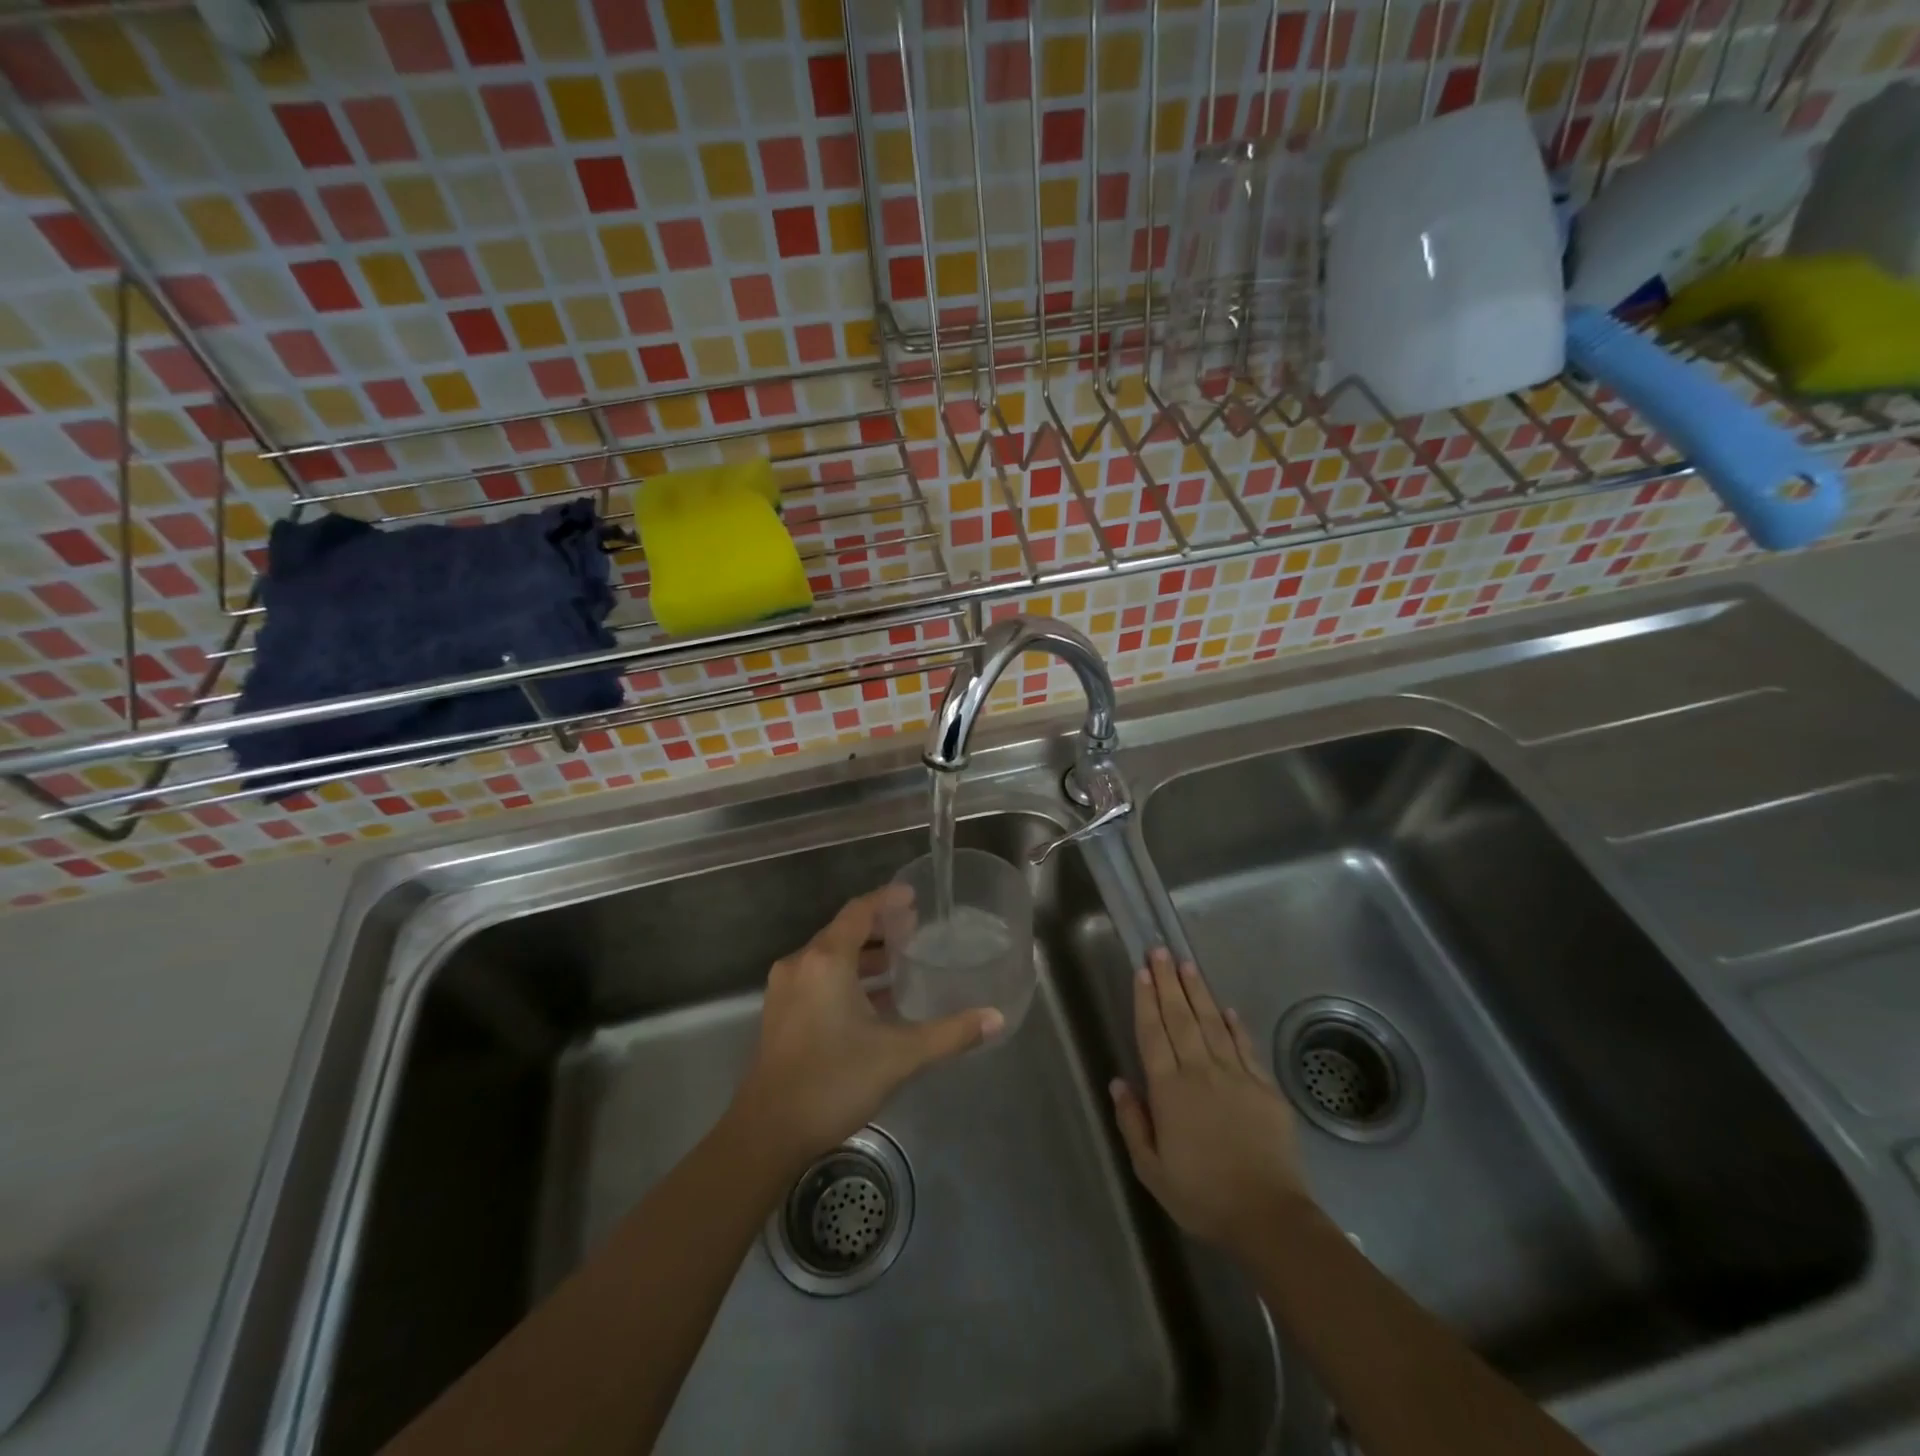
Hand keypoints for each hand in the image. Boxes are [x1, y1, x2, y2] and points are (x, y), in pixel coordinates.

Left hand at [733, 886, 1003, 1161]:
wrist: (767, 1133)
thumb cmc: (833, 1081)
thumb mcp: (899, 1055)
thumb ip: (950, 1034)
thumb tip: (996, 1018)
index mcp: (825, 961)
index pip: (859, 911)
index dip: (887, 899)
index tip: (914, 896)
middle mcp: (801, 965)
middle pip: (843, 930)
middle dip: (879, 927)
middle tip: (914, 928)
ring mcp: (786, 990)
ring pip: (829, 956)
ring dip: (863, 955)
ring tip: (899, 962)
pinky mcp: (780, 1014)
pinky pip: (818, 977)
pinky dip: (846, 977)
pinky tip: (873, 1001)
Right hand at [1110, 949, 1311, 1257]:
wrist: (1267, 1216)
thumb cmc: (1201, 1195)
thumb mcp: (1151, 1170)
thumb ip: (1133, 1122)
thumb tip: (1118, 1081)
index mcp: (1169, 1090)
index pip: (1153, 1034)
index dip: (1145, 1000)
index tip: (1140, 971)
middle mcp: (1200, 1072)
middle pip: (1180, 1018)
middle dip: (1168, 982)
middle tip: (1160, 950)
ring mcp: (1236, 1076)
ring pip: (1212, 1023)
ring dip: (1198, 992)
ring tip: (1187, 965)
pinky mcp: (1264, 1087)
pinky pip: (1245, 1047)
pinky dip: (1234, 1025)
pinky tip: (1226, 1008)